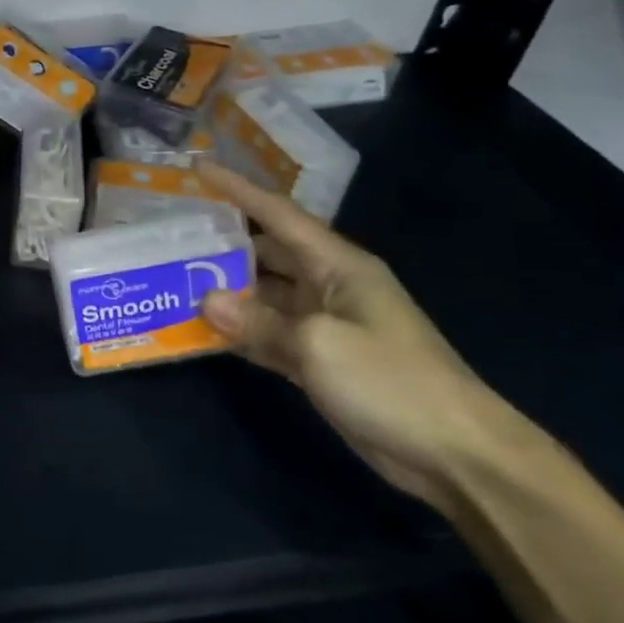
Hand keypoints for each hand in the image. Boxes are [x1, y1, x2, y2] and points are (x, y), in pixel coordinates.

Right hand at [193, 161, 534, 512]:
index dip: (238, 189)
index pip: (278, 215)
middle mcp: (328, 285)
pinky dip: (237, 330)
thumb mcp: (318, 344)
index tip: (197, 168)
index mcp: (338, 265)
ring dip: (223, 289)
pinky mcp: (317, 359)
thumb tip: (206, 300)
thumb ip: (257, 320)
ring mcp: (323, 324)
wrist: (454, 454)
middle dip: (222, 241)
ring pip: (262, 294)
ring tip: (171, 277)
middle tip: (169, 232)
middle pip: (265, 252)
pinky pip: (266, 333)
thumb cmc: (391, 381)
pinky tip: (198, 329)